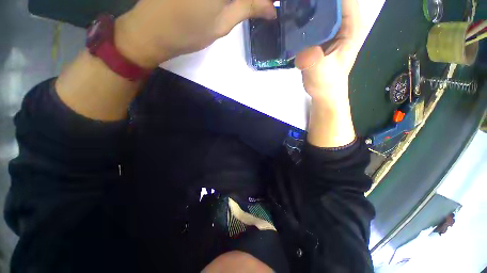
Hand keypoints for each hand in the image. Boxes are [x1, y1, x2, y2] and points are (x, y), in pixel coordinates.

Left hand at [115, 0, 276, 68]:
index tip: (267, 5)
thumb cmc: (188, 33)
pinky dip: (225, 1)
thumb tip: (272, 8)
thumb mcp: (222, 25)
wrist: (151, 30)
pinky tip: (224, 6)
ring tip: (246, 7)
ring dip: (235, 1)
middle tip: (258, 7)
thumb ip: (247, 9)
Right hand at [296, 0, 363, 147]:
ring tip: (292, 7)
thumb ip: (314, 61)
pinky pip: (311, 18)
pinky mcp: (319, 35)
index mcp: (351, 26)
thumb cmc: (327, 84)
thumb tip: (304, 51)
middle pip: (331, 1)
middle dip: (313, 1)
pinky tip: (290, 16)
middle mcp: (342, 22)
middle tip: (294, 3)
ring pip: (320, 7)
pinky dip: (302, 15)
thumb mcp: (321, 73)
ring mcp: (330, 27)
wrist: (322, 92)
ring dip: (307, 5)